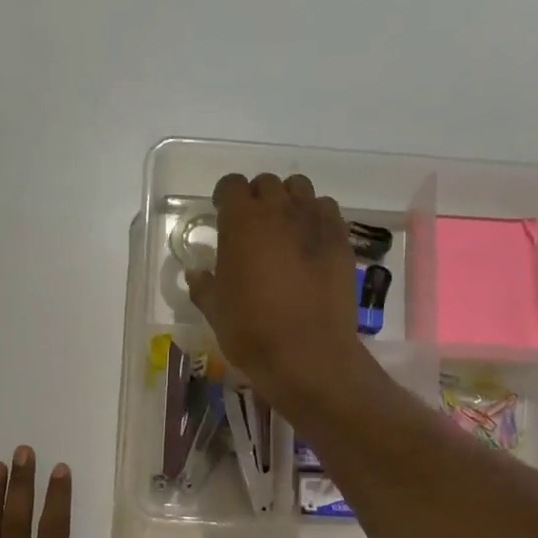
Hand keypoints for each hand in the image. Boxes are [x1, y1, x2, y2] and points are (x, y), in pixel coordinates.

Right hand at [186, 173, 365, 409]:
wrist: (308, 354)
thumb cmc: (252, 331)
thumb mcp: (215, 310)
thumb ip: (203, 285)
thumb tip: (197, 273)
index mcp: (241, 222)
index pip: (231, 185)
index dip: (225, 197)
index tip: (222, 214)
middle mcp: (279, 210)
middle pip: (266, 184)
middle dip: (257, 198)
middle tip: (253, 226)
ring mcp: (314, 222)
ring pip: (300, 189)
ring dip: (288, 201)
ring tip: (284, 229)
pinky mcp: (341, 239)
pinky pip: (327, 210)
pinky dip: (316, 217)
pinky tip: (311, 243)